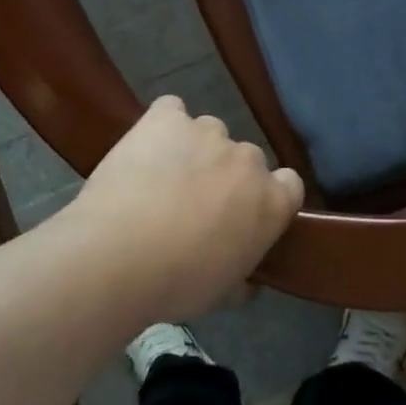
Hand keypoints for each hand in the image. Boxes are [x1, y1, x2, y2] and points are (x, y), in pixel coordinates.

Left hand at [68, 96, 304, 318]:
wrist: (117, 255)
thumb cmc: (177, 283)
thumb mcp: (222, 294)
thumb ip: (243, 280)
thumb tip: (247, 283)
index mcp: (271, 201)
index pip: (288, 184)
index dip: (265, 198)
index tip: (243, 216)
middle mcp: (248, 159)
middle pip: (245, 159)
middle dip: (225, 177)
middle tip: (194, 206)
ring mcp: (207, 132)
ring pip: (209, 133)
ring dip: (194, 151)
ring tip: (162, 178)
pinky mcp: (166, 117)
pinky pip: (171, 110)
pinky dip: (163, 125)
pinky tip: (146, 148)